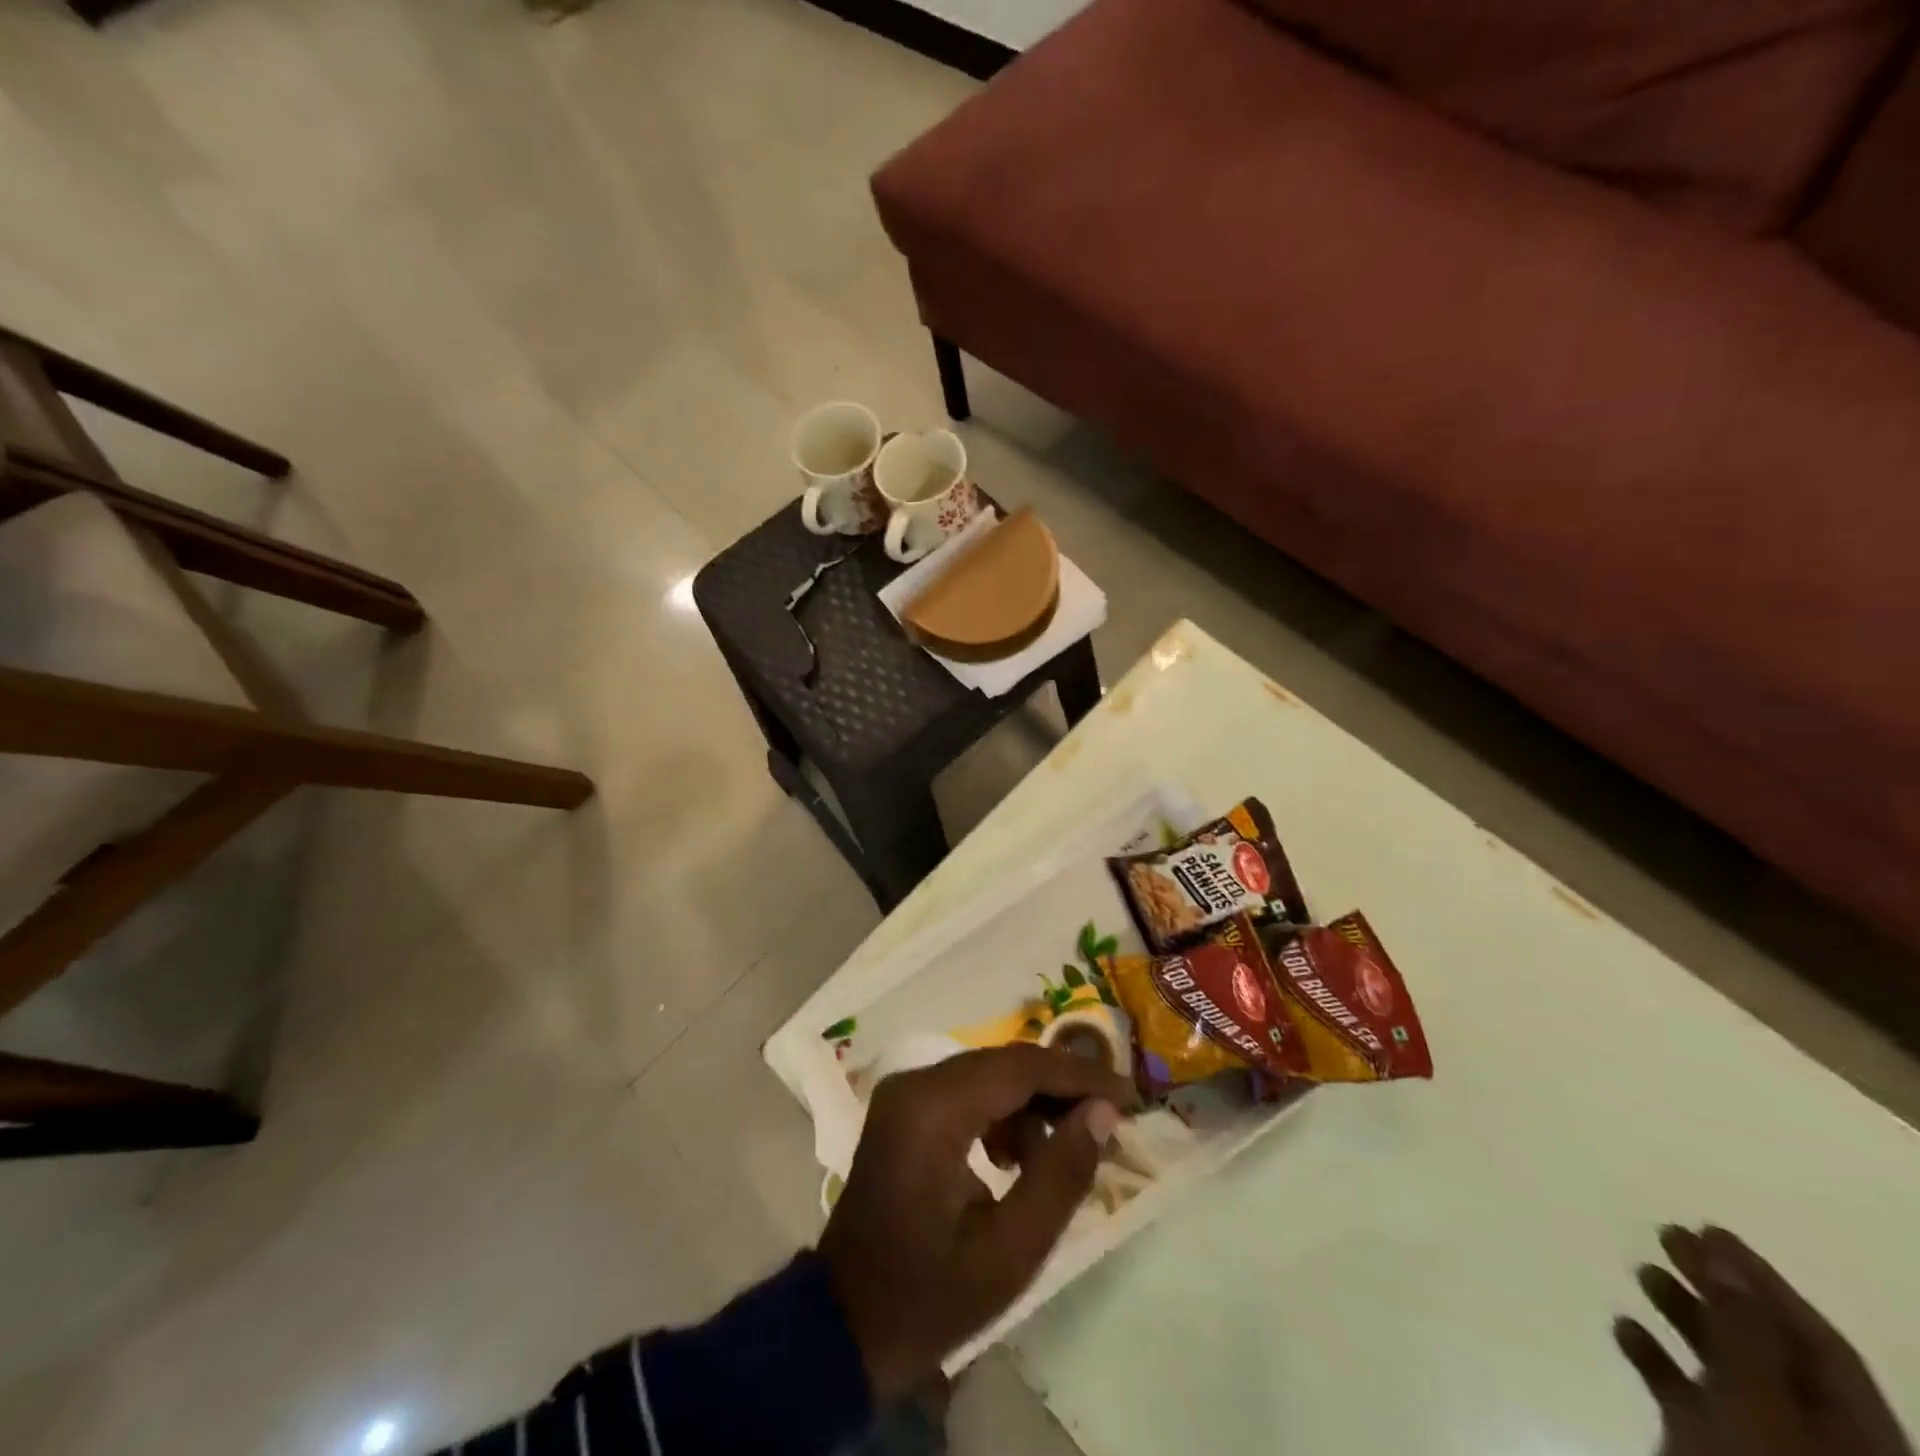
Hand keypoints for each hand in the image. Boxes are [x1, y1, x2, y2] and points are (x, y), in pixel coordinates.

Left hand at [817, 1044, 1133, 1399]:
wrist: (844, 1325)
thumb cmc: (930, 1296)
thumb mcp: (1009, 1252)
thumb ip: (1061, 1175)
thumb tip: (1102, 1112)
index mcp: (932, 1109)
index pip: (1020, 1068)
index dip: (1079, 1076)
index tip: (1129, 1094)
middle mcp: (915, 1083)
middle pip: (1004, 1064)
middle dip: (1060, 1087)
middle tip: (1109, 1119)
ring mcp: (905, 1093)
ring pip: (988, 1075)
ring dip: (1031, 1105)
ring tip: (1060, 1157)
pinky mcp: (905, 1108)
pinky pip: (966, 1092)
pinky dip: (1001, 1115)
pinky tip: (1016, 1161)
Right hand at [1615, 1225, 1911, 1455]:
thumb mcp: (1757, 1404)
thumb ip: (1744, 1332)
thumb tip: (1724, 1259)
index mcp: (1857, 1433)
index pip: (1817, 1340)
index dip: (1763, 1280)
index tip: (1708, 1228)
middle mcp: (1818, 1436)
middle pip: (1770, 1348)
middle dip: (1717, 1289)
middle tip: (1666, 1235)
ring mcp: (1765, 1446)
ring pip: (1727, 1368)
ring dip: (1683, 1315)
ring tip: (1641, 1272)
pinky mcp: (1715, 1454)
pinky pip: (1690, 1397)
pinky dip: (1658, 1359)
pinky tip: (1625, 1330)